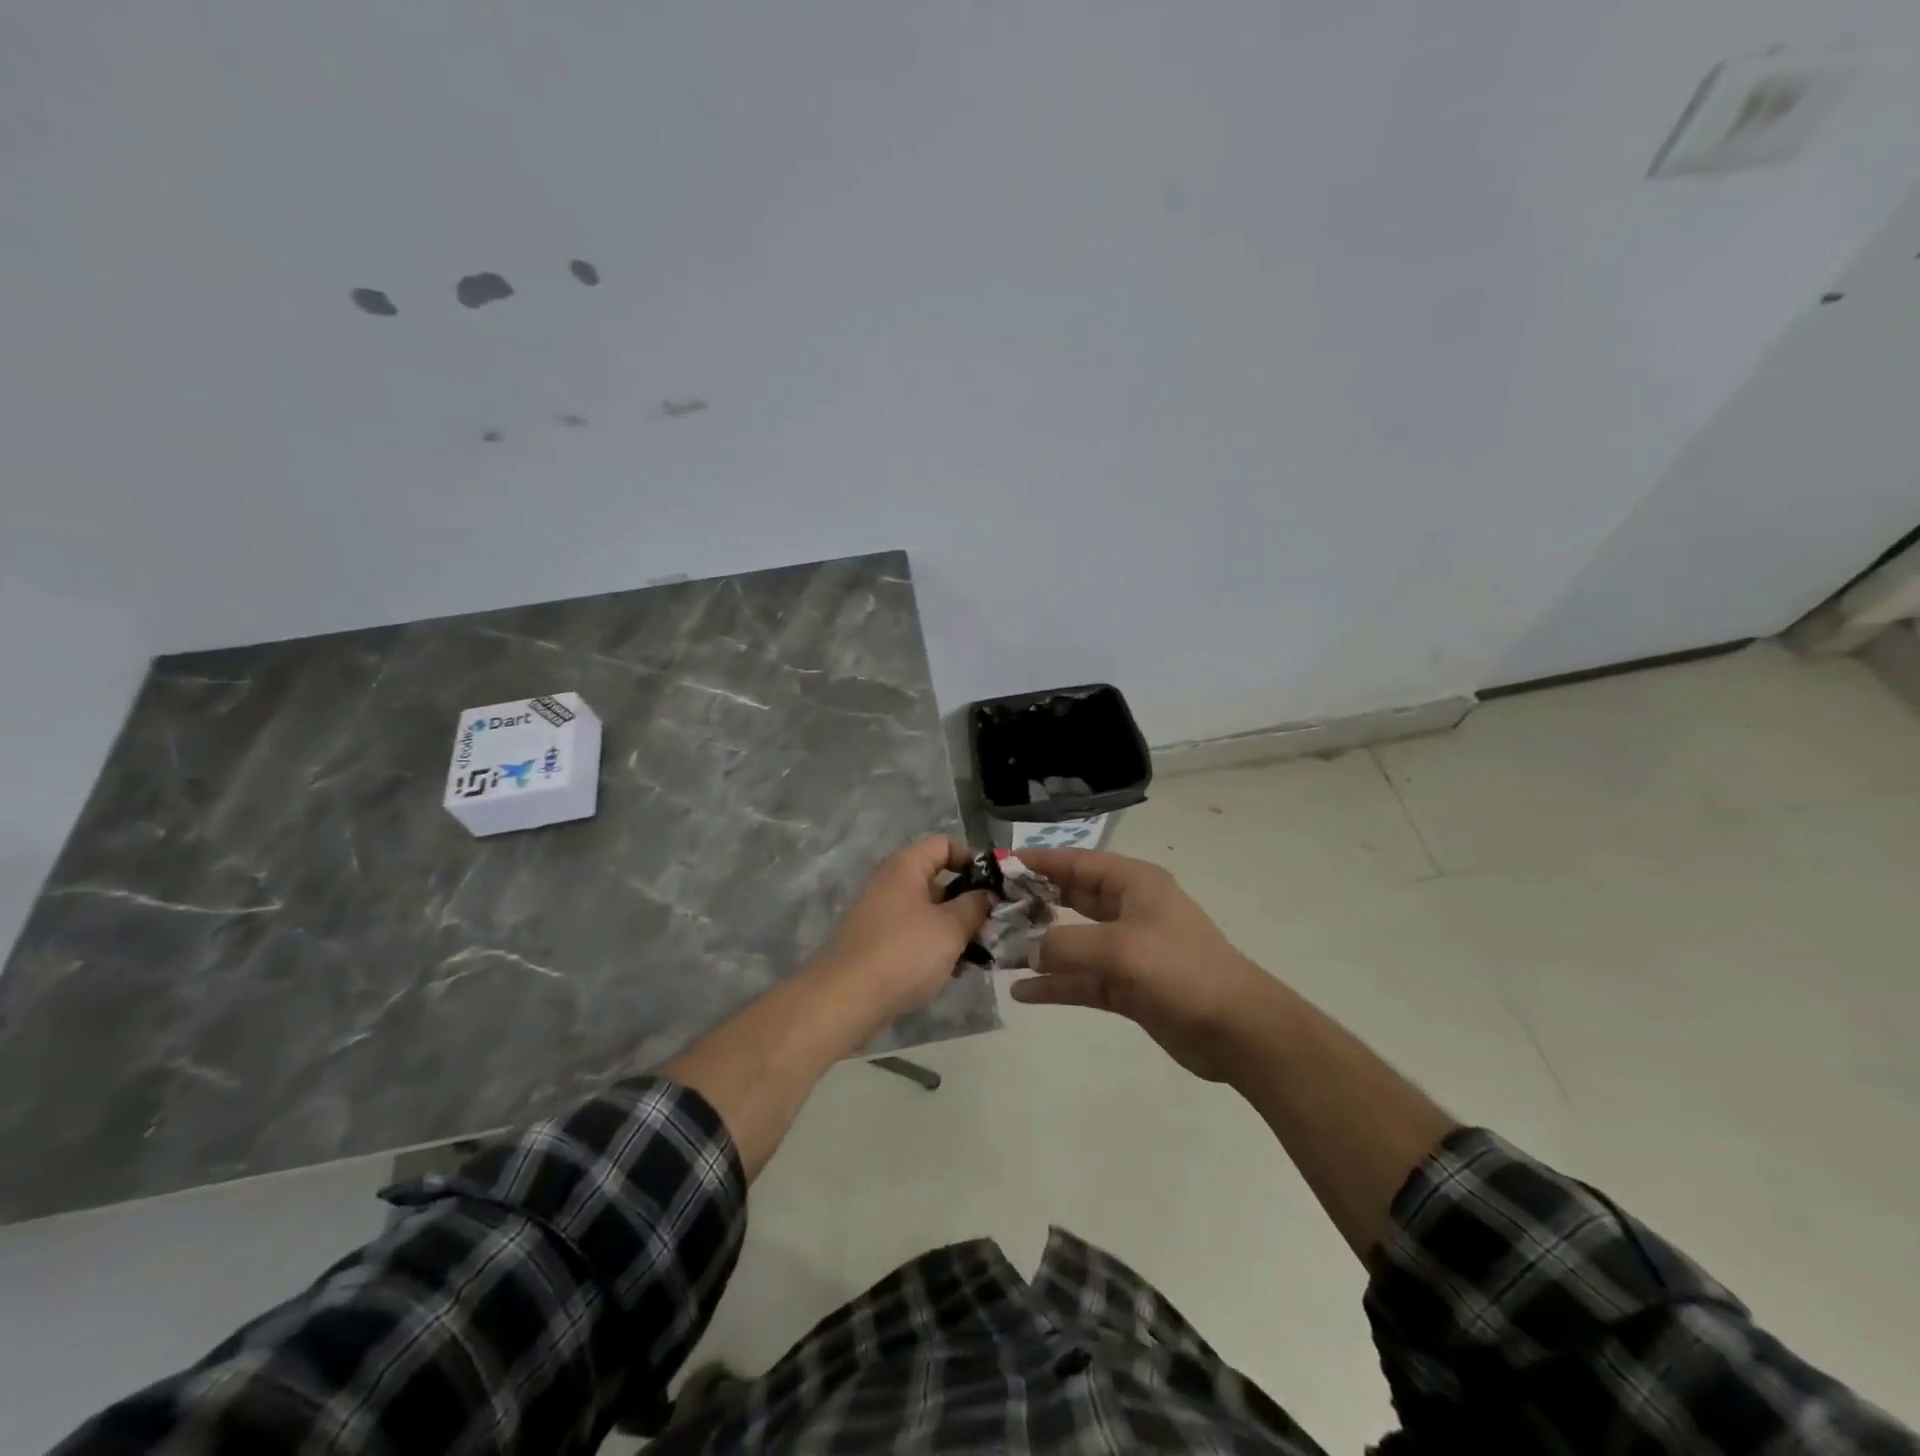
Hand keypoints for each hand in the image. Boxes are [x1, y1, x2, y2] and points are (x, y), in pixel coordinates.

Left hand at [811, 837, 991, 1028]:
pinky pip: (913, 934)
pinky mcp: (876, 943)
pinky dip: (934, 946)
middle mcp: (890, 883)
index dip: (972, 858)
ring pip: (928, 911)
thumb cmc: (904, 953)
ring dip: (954, 928)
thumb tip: (987, 894)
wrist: (845, 999)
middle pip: (937, 879)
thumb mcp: (950, 928)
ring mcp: (880, 913)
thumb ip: (975, 906)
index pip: (944, 844)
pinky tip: (953, 971)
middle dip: (968, 901)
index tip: (995, 885)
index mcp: (905, 867)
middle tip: (993, 924)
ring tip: (979, 953)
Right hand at [1011, 848, 1268, 1080]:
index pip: (1080, 862)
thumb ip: (1066, 945)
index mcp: (1135, 884)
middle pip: (1074, 898)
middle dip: (1036, 902)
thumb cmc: (1180, 970)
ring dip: (1041, 947)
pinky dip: (1056, 984)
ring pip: (1074, 941)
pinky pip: (1083, 979)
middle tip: (993, 908)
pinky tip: (1023, 992)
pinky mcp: (1128, 986)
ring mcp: (1129, 950)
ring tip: (1000, 951)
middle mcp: (1130, 910)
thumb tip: (1029, 952)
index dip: (1042, 862)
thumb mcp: (1118, 949)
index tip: (1003, 865)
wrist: (1236, 1029)